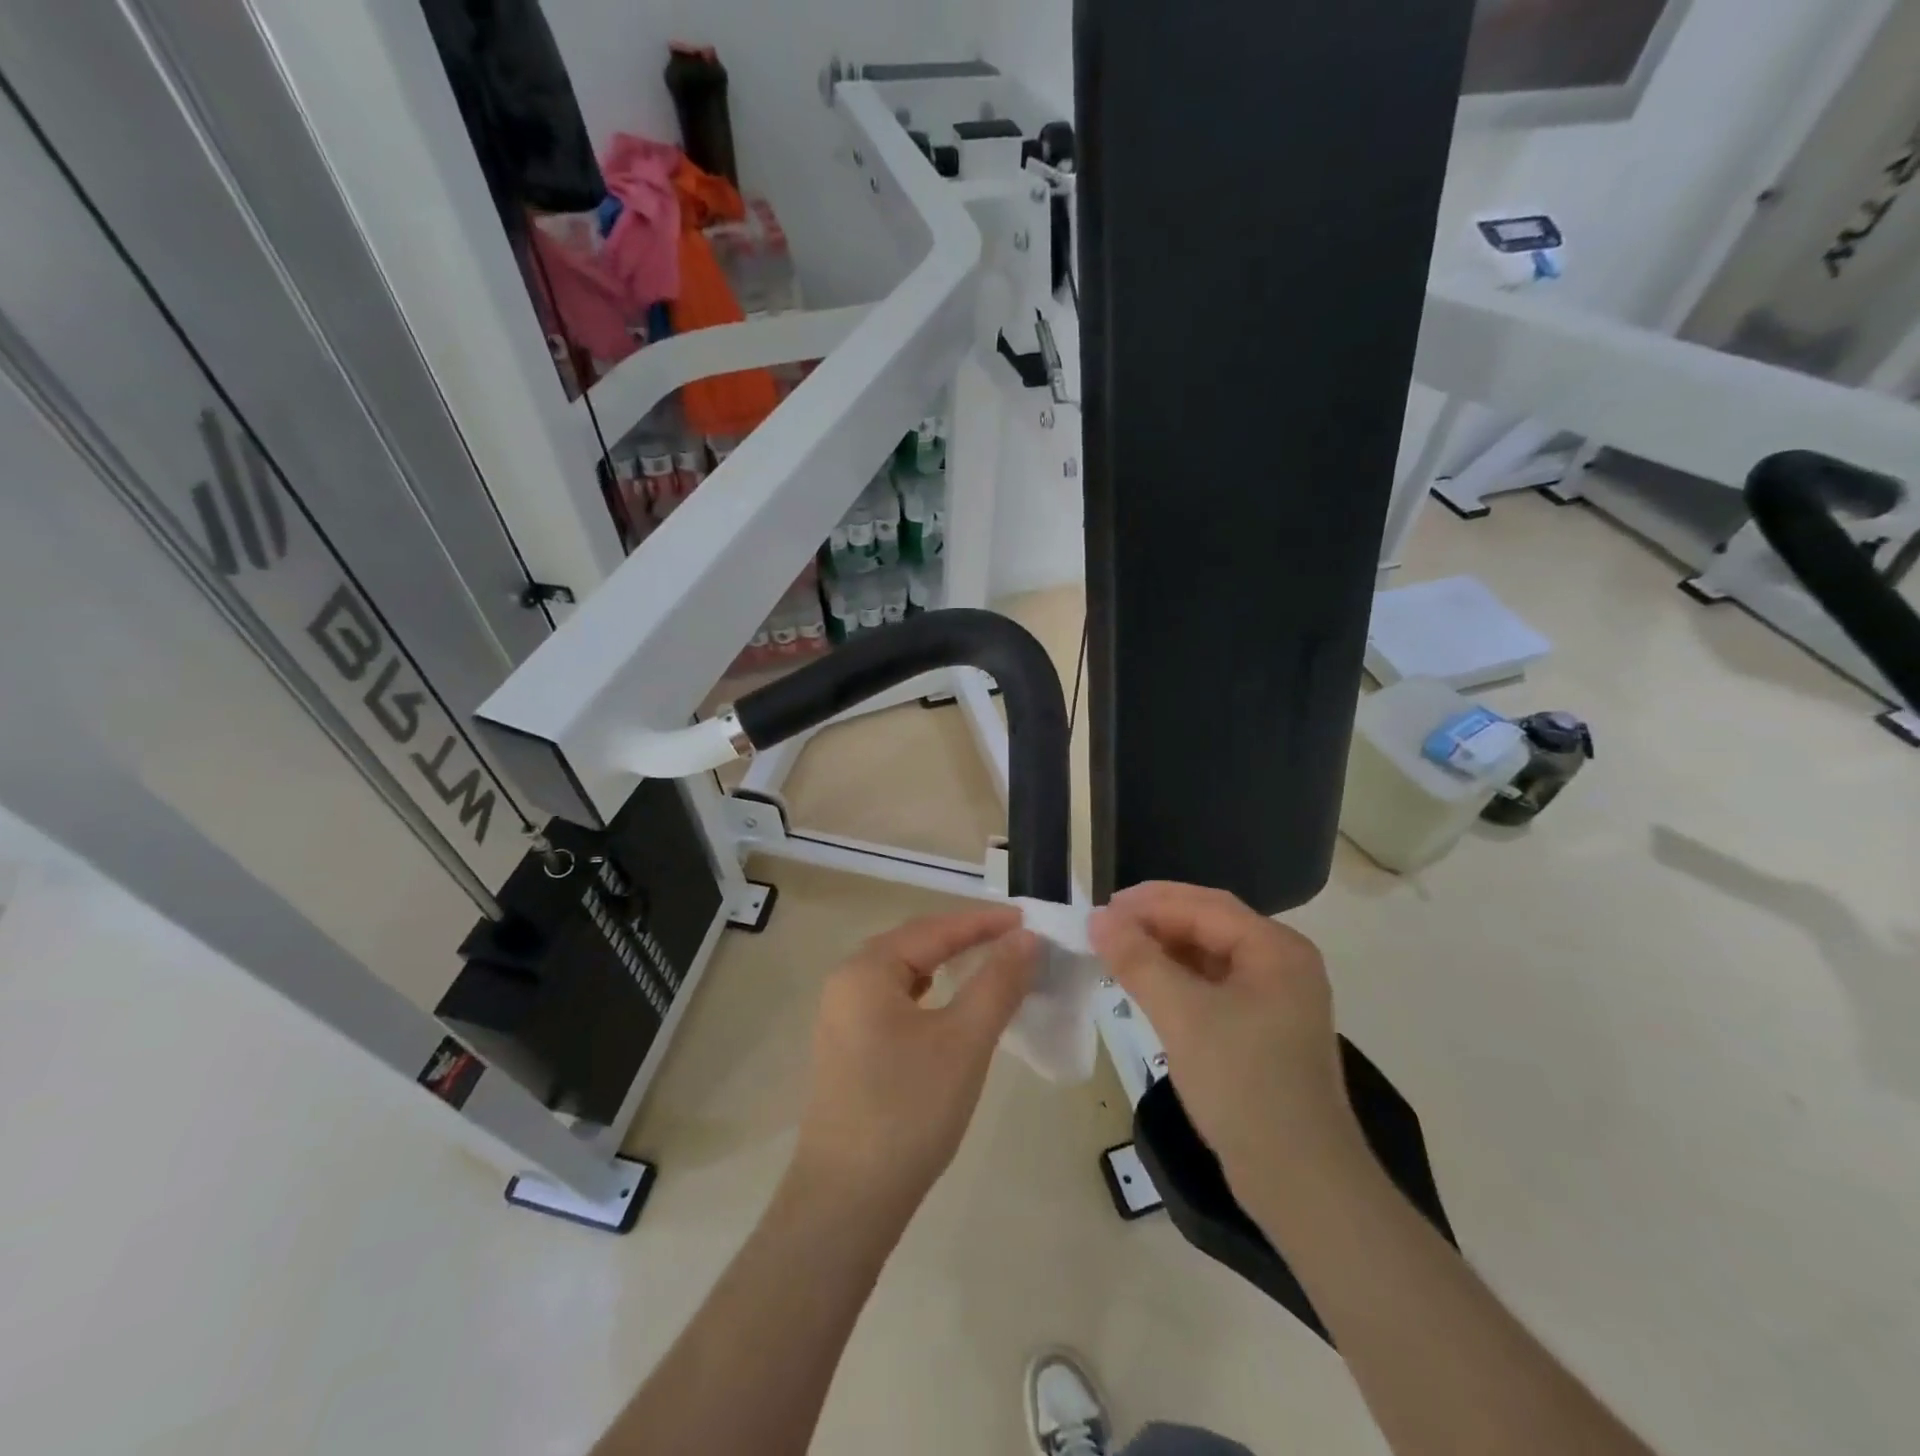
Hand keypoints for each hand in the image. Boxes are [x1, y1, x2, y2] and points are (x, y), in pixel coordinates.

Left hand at [792, 907, 1038, 1219]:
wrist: (847, 1203)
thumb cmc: (908, 1110)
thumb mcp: (964, 1040)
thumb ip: (997, 982)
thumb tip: (1028, 938)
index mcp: (866, 969)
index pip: (934, 929)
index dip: (984, 922)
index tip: (1029, 921)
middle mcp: (847, 982)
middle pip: (915, 945)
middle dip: (965, 939)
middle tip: (1015, 940)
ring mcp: (843, 1018)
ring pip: (905, 974)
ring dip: (947, 966)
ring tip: (989, 965)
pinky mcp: (849, 1049)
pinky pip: (896, 1002)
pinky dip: (930, 995)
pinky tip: (949, 1007)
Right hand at [1089, 882, 1358, 1194]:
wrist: (1300, 1182)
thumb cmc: (1244, 1085)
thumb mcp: (1183, 1015)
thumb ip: (1138, 960)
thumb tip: (1098, 918)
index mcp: (1276, 949)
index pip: (1205, 905)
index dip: (1150, 903)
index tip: (1101, 910)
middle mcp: (1282, 964)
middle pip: (1209, 925)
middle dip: (1155, 923)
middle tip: (1105, 929)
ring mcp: (1275, 999)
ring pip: (1209, 956)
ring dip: (1163, 951)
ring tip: (1118, 954)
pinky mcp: (1263, 1030)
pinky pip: (1213, 987)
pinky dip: (1178, 980)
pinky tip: (1148, 987)